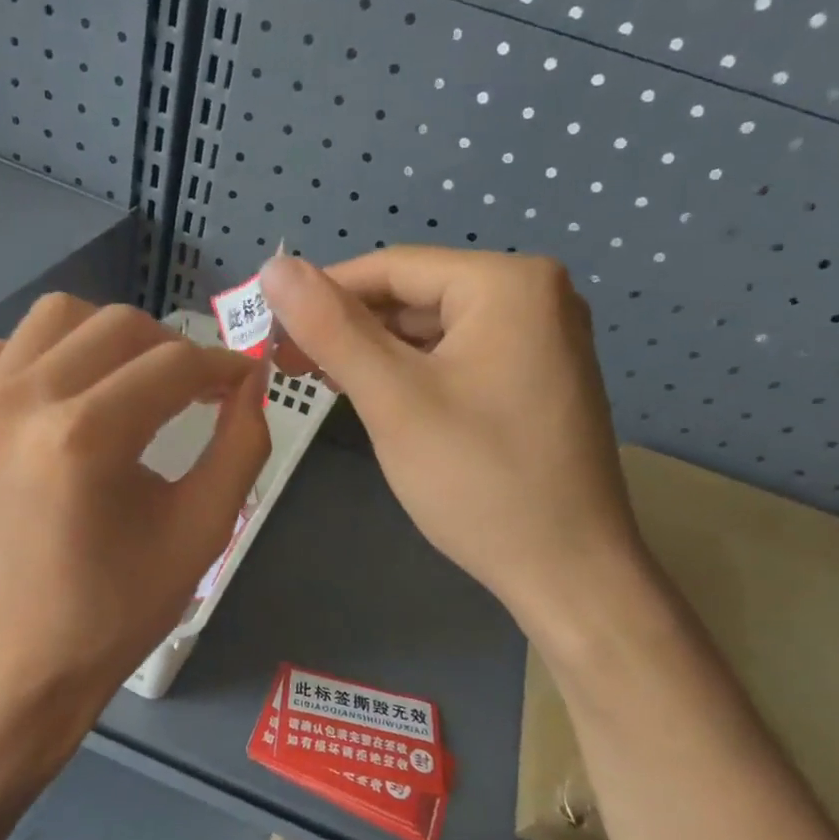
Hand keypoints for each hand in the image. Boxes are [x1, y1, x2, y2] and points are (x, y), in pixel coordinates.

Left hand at [0, 294, 268, 768]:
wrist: (18, 660)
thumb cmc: (116, 609)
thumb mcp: (201, 532)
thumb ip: (241, 446)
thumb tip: (251, 380)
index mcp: (85, 437)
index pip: (174, 365)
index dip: (222, 367)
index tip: (242, 383)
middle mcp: (23, 401)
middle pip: (118, 325)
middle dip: (173, 349)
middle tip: (196, 391)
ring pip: (56, 316)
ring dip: (108, 338)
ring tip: (132, 384)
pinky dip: (36, 353)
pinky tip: (60, 394)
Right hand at [260, 248, 636, 619]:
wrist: (568, 572)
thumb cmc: (477, 480)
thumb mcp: (393, 399)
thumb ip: (331, 328)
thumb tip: (274, 267)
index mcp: (508, 284)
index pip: (393, 267)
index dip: (323, 292)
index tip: (270, 328)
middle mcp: (536, 296)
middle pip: (417, 296)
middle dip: (350, 327)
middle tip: (289, 363)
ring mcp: (543, 340)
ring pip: (436, 330)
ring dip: (378, 352)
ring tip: (323, 380)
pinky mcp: (539, 380)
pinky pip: (461, 358)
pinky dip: (415, 372)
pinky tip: (377, 396)